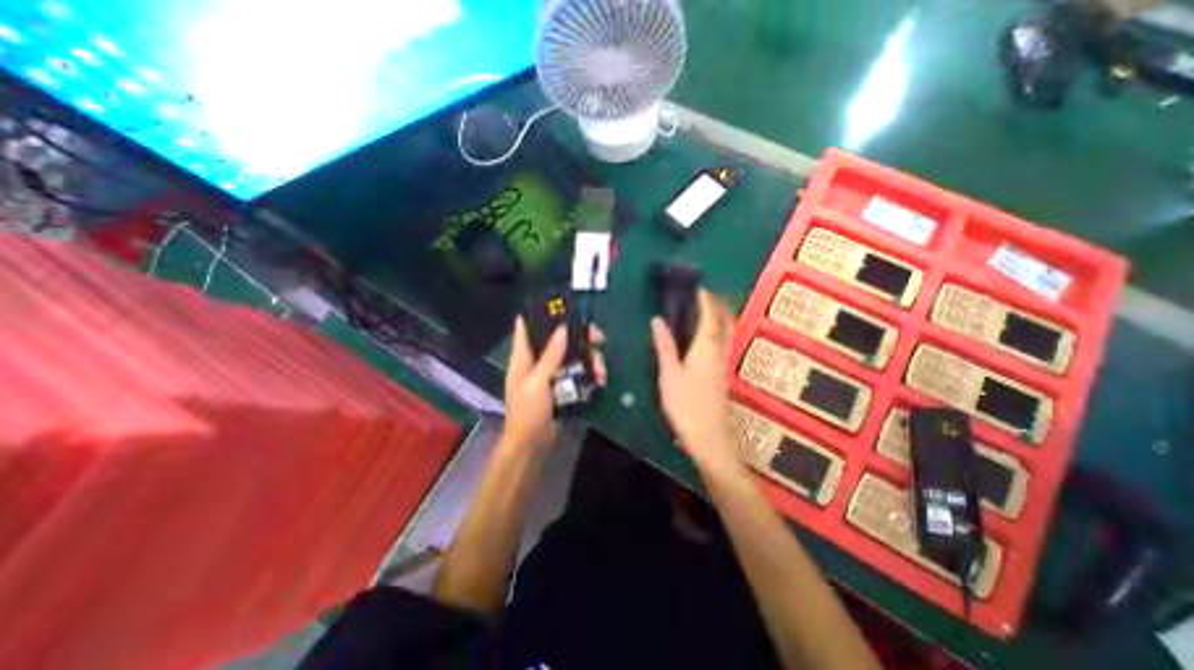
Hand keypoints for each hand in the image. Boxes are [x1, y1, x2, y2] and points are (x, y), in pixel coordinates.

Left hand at [504, 320, 606, 449]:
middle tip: (600, 338)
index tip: (561, 304)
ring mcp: (552, 372)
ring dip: (590, 359)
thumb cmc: (527, 411)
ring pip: (573, 355)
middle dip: (579, 337)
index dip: (540, 313)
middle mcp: (538, 360)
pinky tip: (601, 380)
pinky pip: (578, 372)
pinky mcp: (563, 384)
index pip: (526, 326)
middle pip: (558, 339)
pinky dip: (590, 373)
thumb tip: (562, 328)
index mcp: (524, 356)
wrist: (532, 443)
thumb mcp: (537, 382)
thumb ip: (550, 356)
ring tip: (602, 371)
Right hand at [651, 291, 737, 475]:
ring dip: (718, 317)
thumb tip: (657, 320)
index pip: (709, 315)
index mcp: (706, 347)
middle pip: (724, 321)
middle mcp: (718, 351)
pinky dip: (715, 332)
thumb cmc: (685, 405)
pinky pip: (721, 343)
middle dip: (717, 305)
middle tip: (703, 296)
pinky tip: (703, 338)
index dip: (705, 299)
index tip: (698, 287)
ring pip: (725, 332)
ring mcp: (722, 364)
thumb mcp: (669, 374)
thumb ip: (664, 346)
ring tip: (703, 311)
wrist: (709, 437)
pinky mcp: (721, 374)